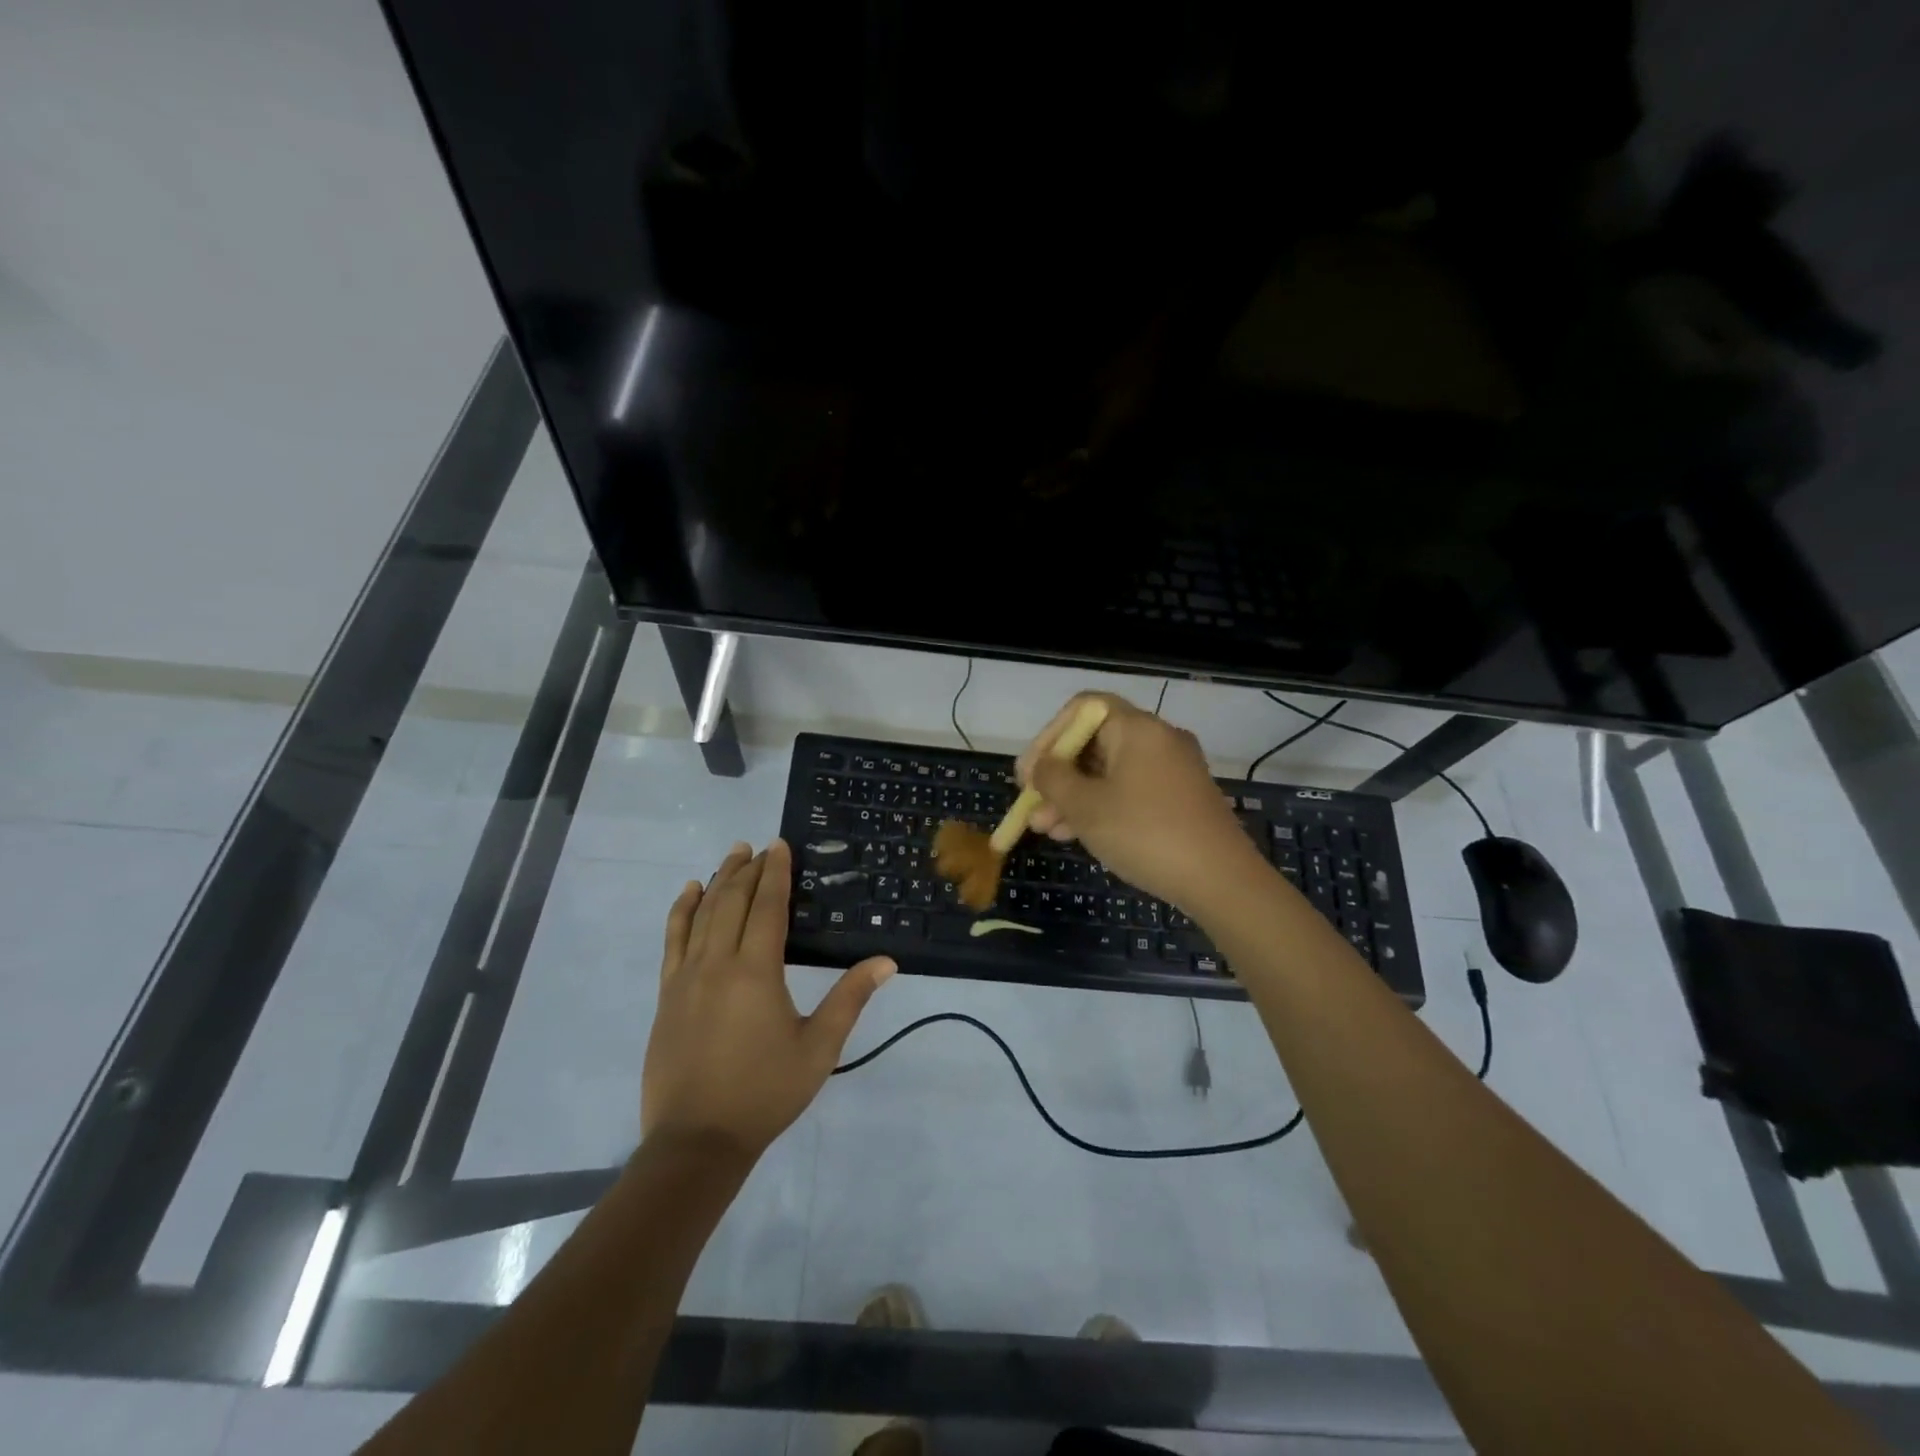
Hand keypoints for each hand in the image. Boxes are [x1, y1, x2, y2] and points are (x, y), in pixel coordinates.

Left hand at [642, 840, 894, 1160]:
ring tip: (732, 857)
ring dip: (718, 881)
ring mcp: (685, 977)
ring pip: (701, 914)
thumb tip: (887, 961)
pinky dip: (681, 911)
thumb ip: (850, 998)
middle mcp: (717, 963)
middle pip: (732, 902)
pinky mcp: (667, 994)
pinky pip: (673, 939)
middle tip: (760, 846)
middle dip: (747, 870)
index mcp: (756, 971)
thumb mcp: (819, 1047)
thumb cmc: (766, 1092)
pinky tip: (688, 893)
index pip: (767, 907)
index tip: (780, 845)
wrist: (698, 1140)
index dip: (775, 873)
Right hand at [1017, 693, 1264, 913]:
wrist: (1221, 880)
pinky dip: (1102, 806)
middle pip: (1094, 742)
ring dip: (1075, 796)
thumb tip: (1041, 767)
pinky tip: (1078, 835)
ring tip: (1047, 830)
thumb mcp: (1086, 807)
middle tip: (1032, 806)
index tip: (1028, 774)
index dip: (1048, 737)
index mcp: (1137, 728)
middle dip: (1058, 775)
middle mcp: (1158, 739)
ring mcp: (1173, 769)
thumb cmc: (1145, 833)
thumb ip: (1053, 779)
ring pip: (1110, 771)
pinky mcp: (1181, 798)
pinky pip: (1130, 790)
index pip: (1082, 708)